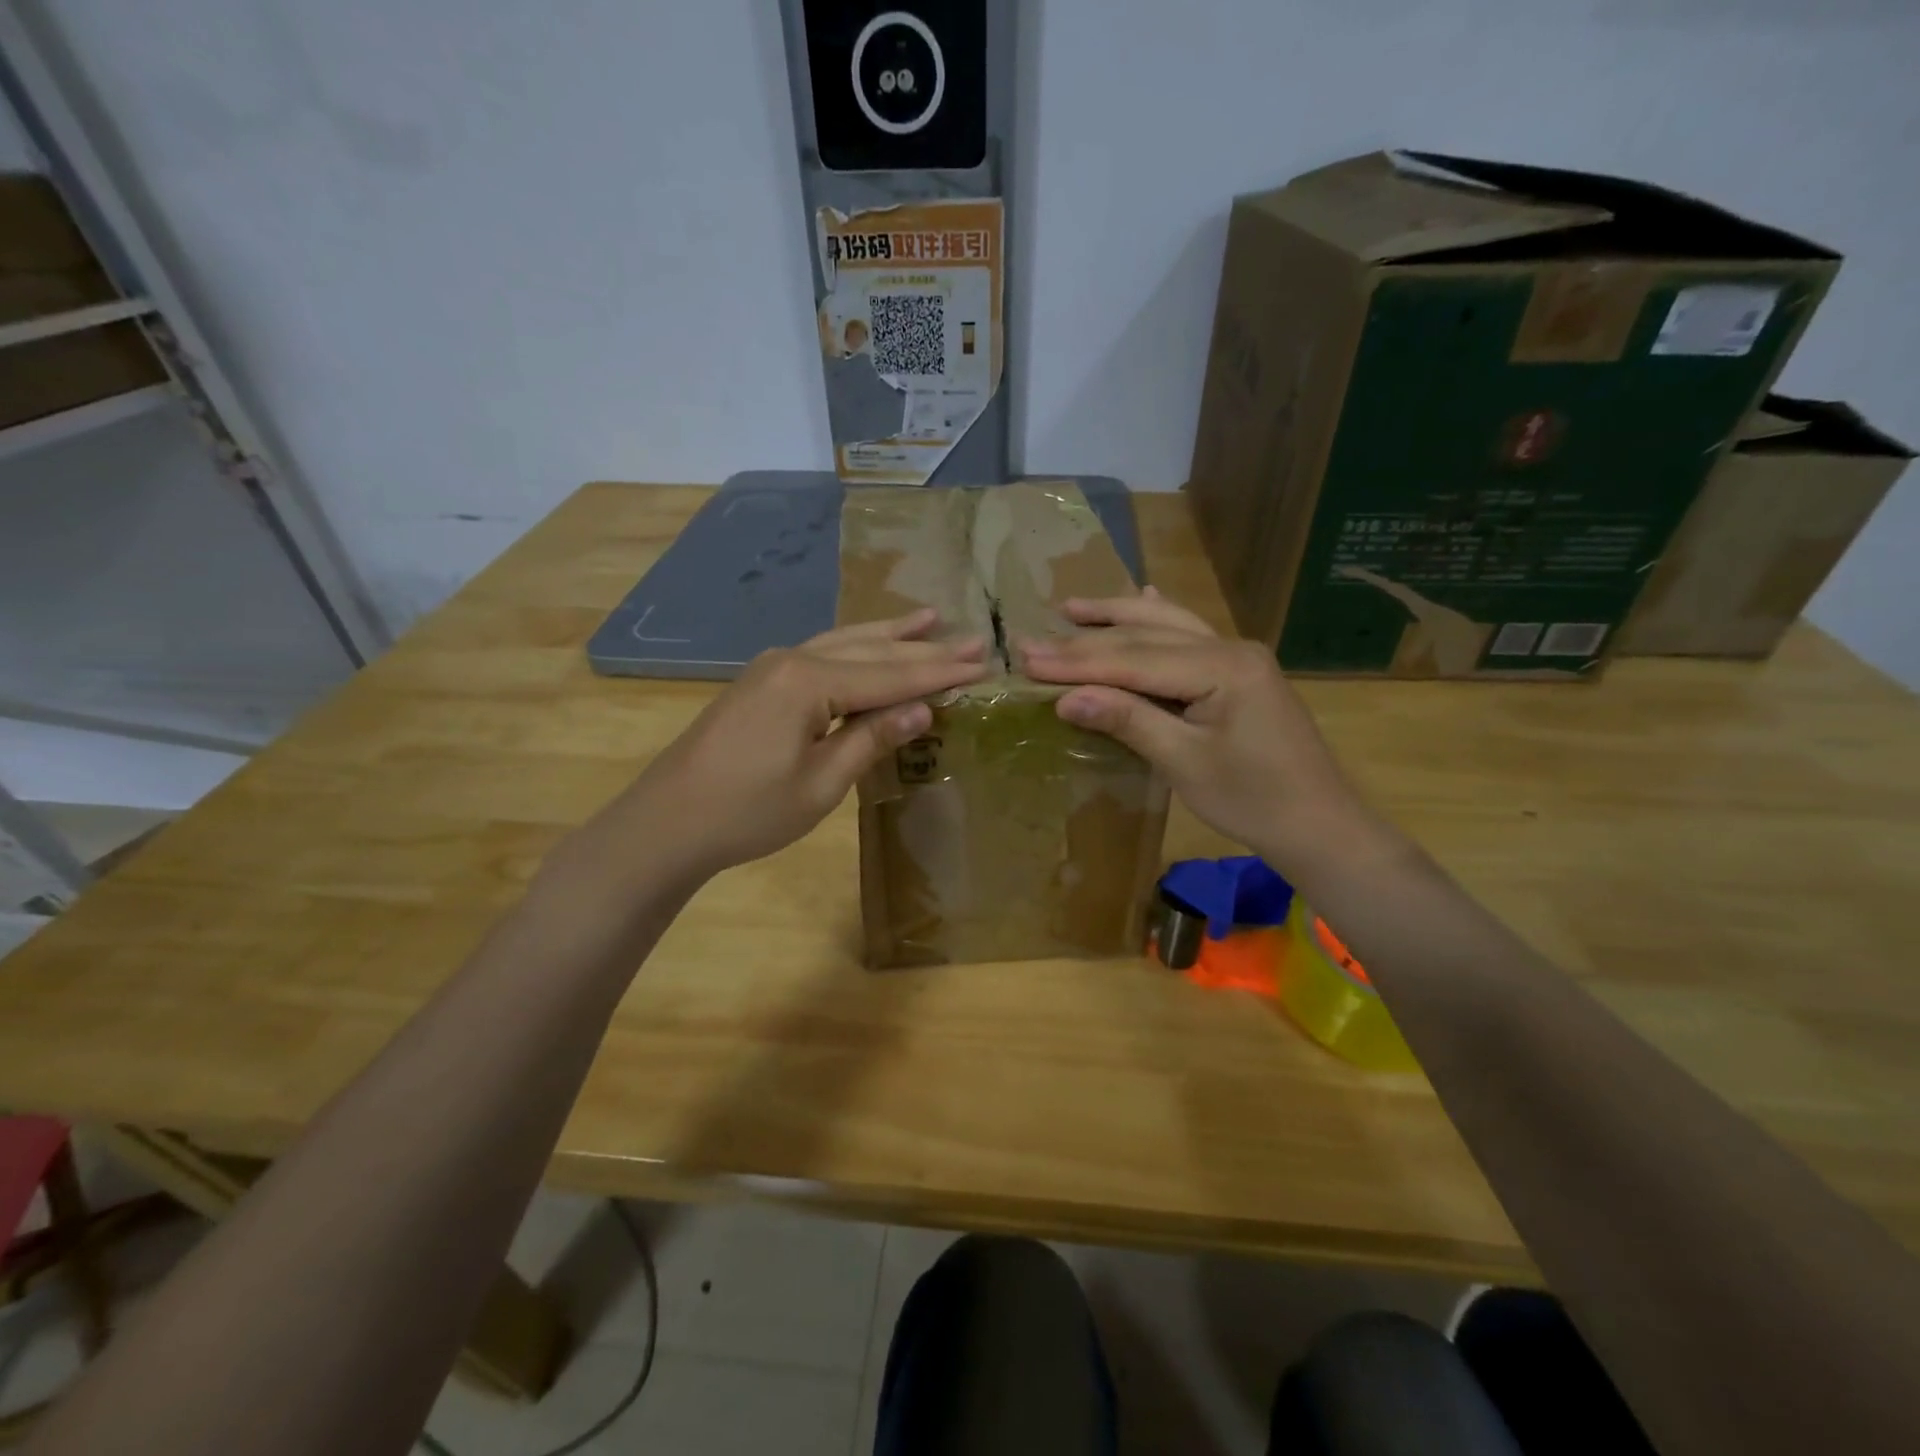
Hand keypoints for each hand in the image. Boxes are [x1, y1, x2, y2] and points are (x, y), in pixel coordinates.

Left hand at [582, 609, 987, 884]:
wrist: (668, 822)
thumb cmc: (748, 812)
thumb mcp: (820, 784)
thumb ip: (871, 739)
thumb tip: (922, 710)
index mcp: (808, 681)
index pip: (889, 675)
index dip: (938, 673)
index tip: (982, 663)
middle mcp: (793, 659)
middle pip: (871, 650)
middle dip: (923, 648)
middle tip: (973, 638)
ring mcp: (774, 666)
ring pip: (845, 642)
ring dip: (890, 635)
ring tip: (929, 618)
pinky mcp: (764, 681)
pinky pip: (823, 653)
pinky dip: (857, 647)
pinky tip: (872, 642)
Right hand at [1017, 589, 1382, 872]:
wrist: (1319, 824)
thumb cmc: (1254, 801)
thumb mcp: (1185, 763)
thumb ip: (1128, 721)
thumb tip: (1065, 699)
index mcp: (1222, 668)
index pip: (1134, 659)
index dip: (1077, 662)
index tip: (1027, 659)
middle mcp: (1230, 648)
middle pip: (1146, 638)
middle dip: (1086, 641)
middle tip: (1031, 643)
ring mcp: (1238, 656)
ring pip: (1167, 625)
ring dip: (1118, 616)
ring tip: (1072, 607)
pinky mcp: (1239, 671)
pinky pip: (1189, 635)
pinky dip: (1158, 619)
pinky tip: (1145, 597)